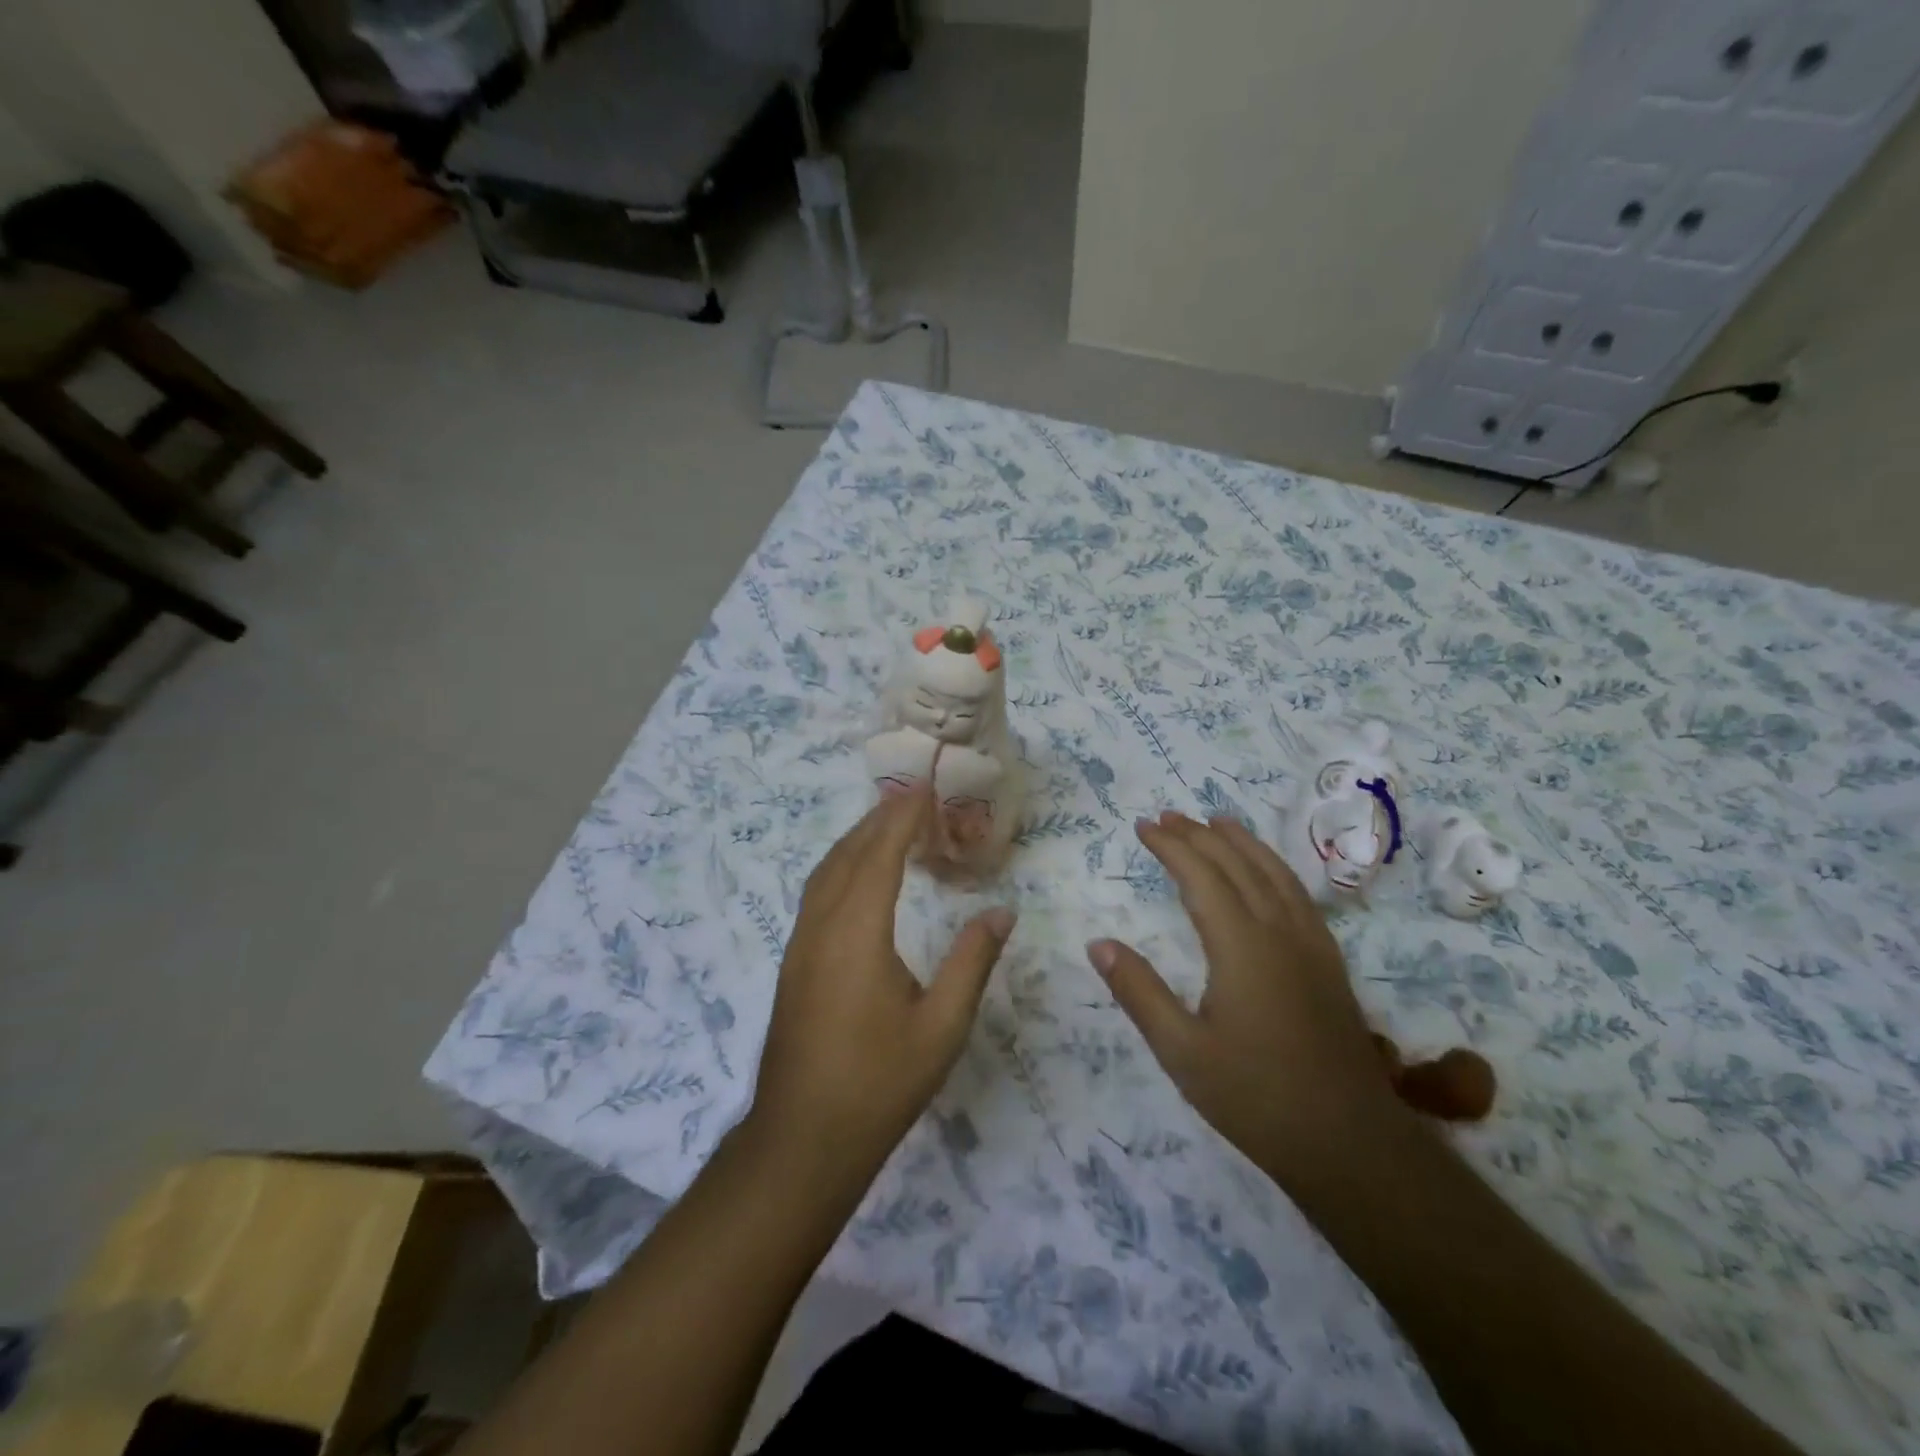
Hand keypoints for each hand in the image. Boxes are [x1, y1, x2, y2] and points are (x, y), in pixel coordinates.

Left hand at [749, 787, 1014, 1182]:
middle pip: (848, 854)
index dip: (902, 816)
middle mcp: (822, 927)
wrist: (803, 1139)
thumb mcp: (941, 1027)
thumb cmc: (878, 1083)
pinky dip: (842, 866)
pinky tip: (860, 878)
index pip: (880, 854)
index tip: (925, 786)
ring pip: (826, 872)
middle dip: (880, 818)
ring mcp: (801, 945)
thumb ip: (971, 963)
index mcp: (857, 933)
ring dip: (857, 840)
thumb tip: (1002, 912)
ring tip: (890, 825)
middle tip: (915, 797)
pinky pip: (817, 894)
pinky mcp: (794, 963)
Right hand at [1087, 812, 1404, 1179]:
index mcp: (1241, 945)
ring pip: (1274, 872)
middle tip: (1167, 816)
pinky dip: (1273, 866)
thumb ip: (1139, 991)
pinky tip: (1266, 872)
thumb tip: (1098, 944)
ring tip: (1216, 821)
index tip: (1142, 826)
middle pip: (1237, 864)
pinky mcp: (1328, 962)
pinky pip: (1297, 893)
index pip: (1201, 876)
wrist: (1349, 1142)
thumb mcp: (1181, 1051)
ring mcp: (1311, 944)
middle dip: (1200, 835)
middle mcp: (1279, 931)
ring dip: (1241, 842)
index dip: (1170, 846)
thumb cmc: (1255, 1097)